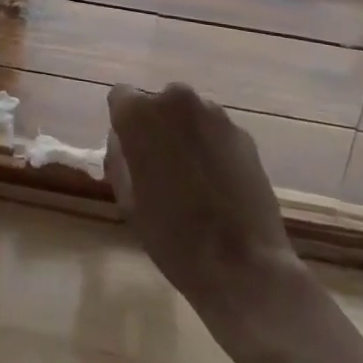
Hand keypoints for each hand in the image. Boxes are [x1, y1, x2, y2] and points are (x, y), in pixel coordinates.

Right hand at [105, 82, 303, 321]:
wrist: (243, 265)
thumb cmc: (173, 237)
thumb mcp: (127, 201)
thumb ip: (118, 157)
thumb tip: (123, 139)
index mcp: (140, 114)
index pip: (120, 98)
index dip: (123, 124)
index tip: (131, 152)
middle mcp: (176, 99)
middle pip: (158, 104)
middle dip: (157, 127)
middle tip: (162, 169)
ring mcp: (214, 113)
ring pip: (189, 116)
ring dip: (186, 135)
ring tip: (194, 180)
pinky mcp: (243, 132)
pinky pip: (216, 132)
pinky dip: (213, 148)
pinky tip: (219, 186)